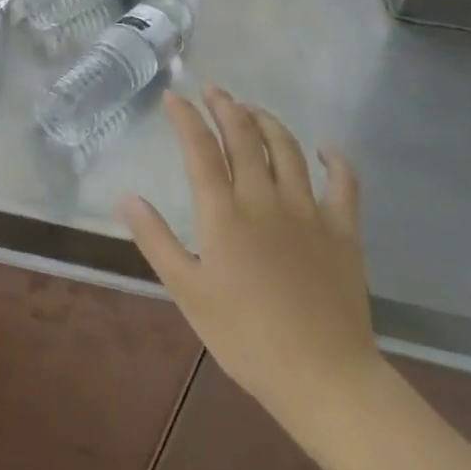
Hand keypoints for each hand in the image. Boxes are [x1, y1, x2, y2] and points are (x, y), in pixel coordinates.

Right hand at [118, 88, 381, 440]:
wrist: (325, 379)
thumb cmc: (246, 338)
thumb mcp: (188, 293)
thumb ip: (156, 240)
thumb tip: (126, 196)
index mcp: (224, 214)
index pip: (200, 150)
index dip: (186, 118)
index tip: (175, 96)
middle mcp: (264, 200)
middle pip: (244, 138)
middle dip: (226, 107)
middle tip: (214, 90)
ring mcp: (308, 212)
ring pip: (286, 150)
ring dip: (267, 122)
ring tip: (252, 109)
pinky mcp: (343, 232)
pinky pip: (343, 185)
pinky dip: (335, 161)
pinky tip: (325, 150)